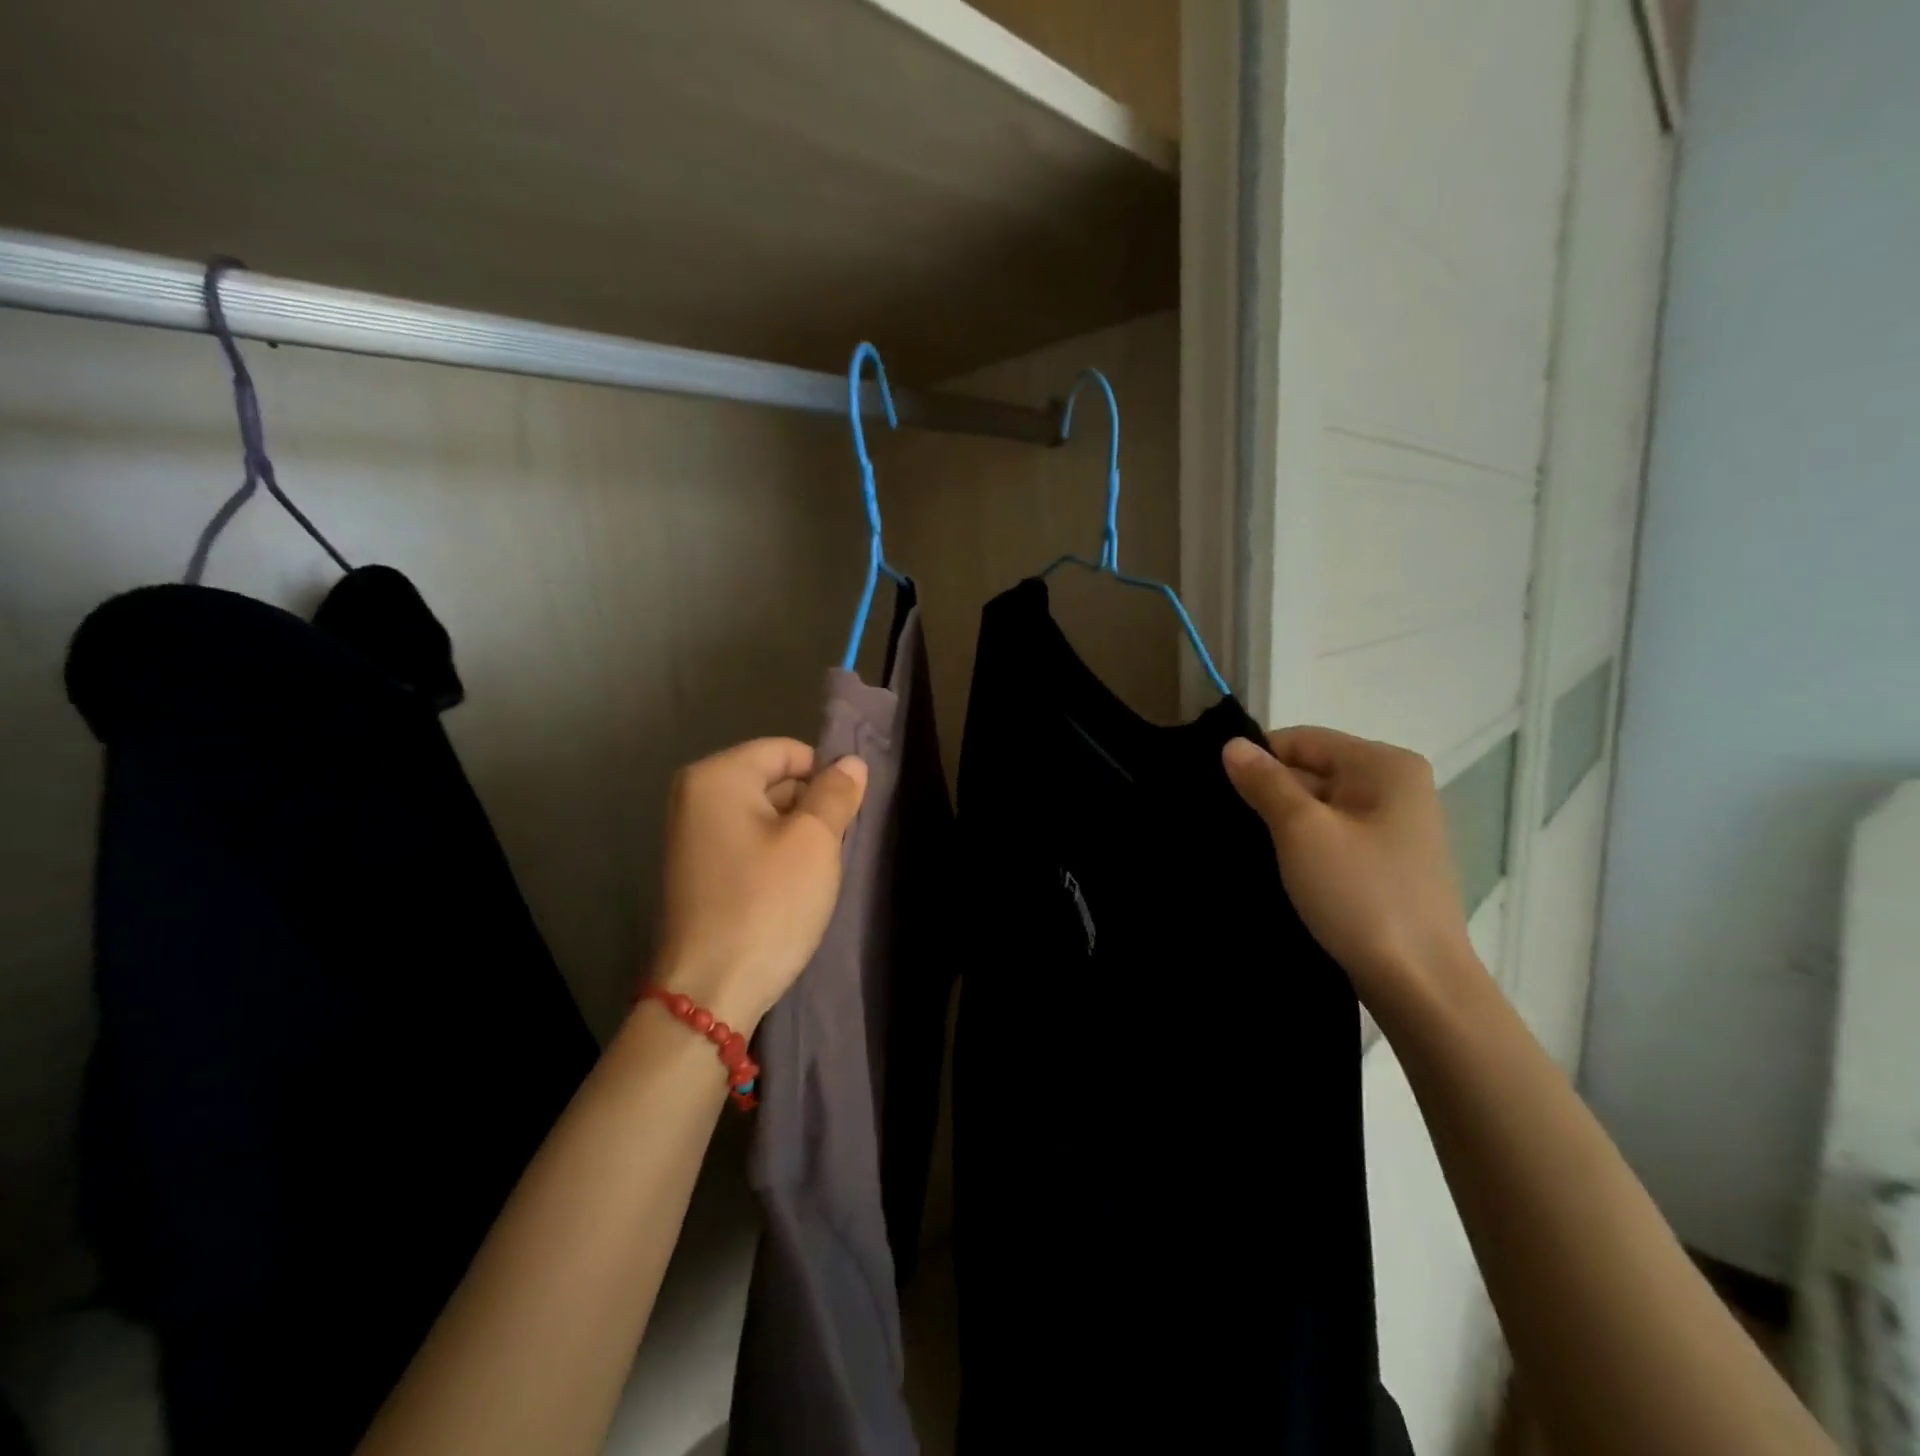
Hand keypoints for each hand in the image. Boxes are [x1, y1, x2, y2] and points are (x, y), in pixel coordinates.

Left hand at [652, 738, 867, 1033]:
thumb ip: (836, 793)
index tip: (845, 818)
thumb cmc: (766, 905)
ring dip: (796, 836)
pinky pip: (748, 843)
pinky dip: (775, 857)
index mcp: (717, 776)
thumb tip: (850, 762)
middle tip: (832, 850)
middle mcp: (695, 796)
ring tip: (813, 875)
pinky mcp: (698, 870)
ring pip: (765, 815)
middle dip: (810, 808)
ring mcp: (692, 835)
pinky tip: (790, 890)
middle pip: (774, 781)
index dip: (824, 777)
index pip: (788, 751)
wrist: (710, 992)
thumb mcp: (814, 842)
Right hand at [1222, 727, 1477, 1012]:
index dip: (1258, 760)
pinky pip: (1331, 836)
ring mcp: (1393, 826)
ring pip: (1318, 806)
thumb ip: (1265, 782)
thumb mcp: (1302, 831)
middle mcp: (1395, 786)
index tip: (1220, 792)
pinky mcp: (1385, 861)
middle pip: (1311, 770)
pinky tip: (1276, 867)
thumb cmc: (1361, 895)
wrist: (1418, 984)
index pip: (1302, 740)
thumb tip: (1232, 745)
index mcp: (1384, 765)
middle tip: (1227, 825)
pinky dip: (1302, 846)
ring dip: (1282, 823)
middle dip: (1269, 794)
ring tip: (1246, 847)